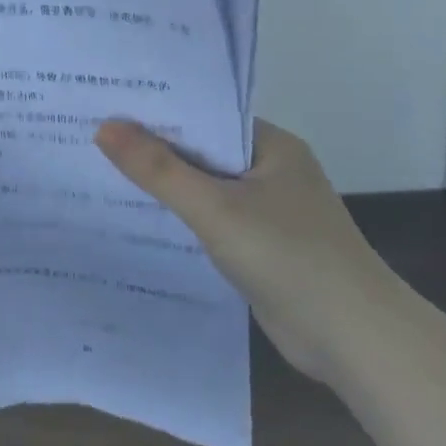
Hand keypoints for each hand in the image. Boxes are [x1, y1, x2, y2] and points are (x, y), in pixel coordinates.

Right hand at [95, 118, 406, 380]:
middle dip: (153, 150)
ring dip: (165, 186)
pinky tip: (139, 220)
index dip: (158, 112)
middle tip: (92, 138)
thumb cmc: (288, 256)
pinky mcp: (262, 247)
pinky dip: (182, 219)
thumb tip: (105, 127)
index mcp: (271, 146)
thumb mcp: (215, 208)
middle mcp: (271, 171)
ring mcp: (269, 211)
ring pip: (205, 189)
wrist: (353, 339)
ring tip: (101, 172)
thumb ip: (158, 169)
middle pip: (202, 152)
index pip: (206, 116)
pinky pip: (212, 221)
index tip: (106, 106)